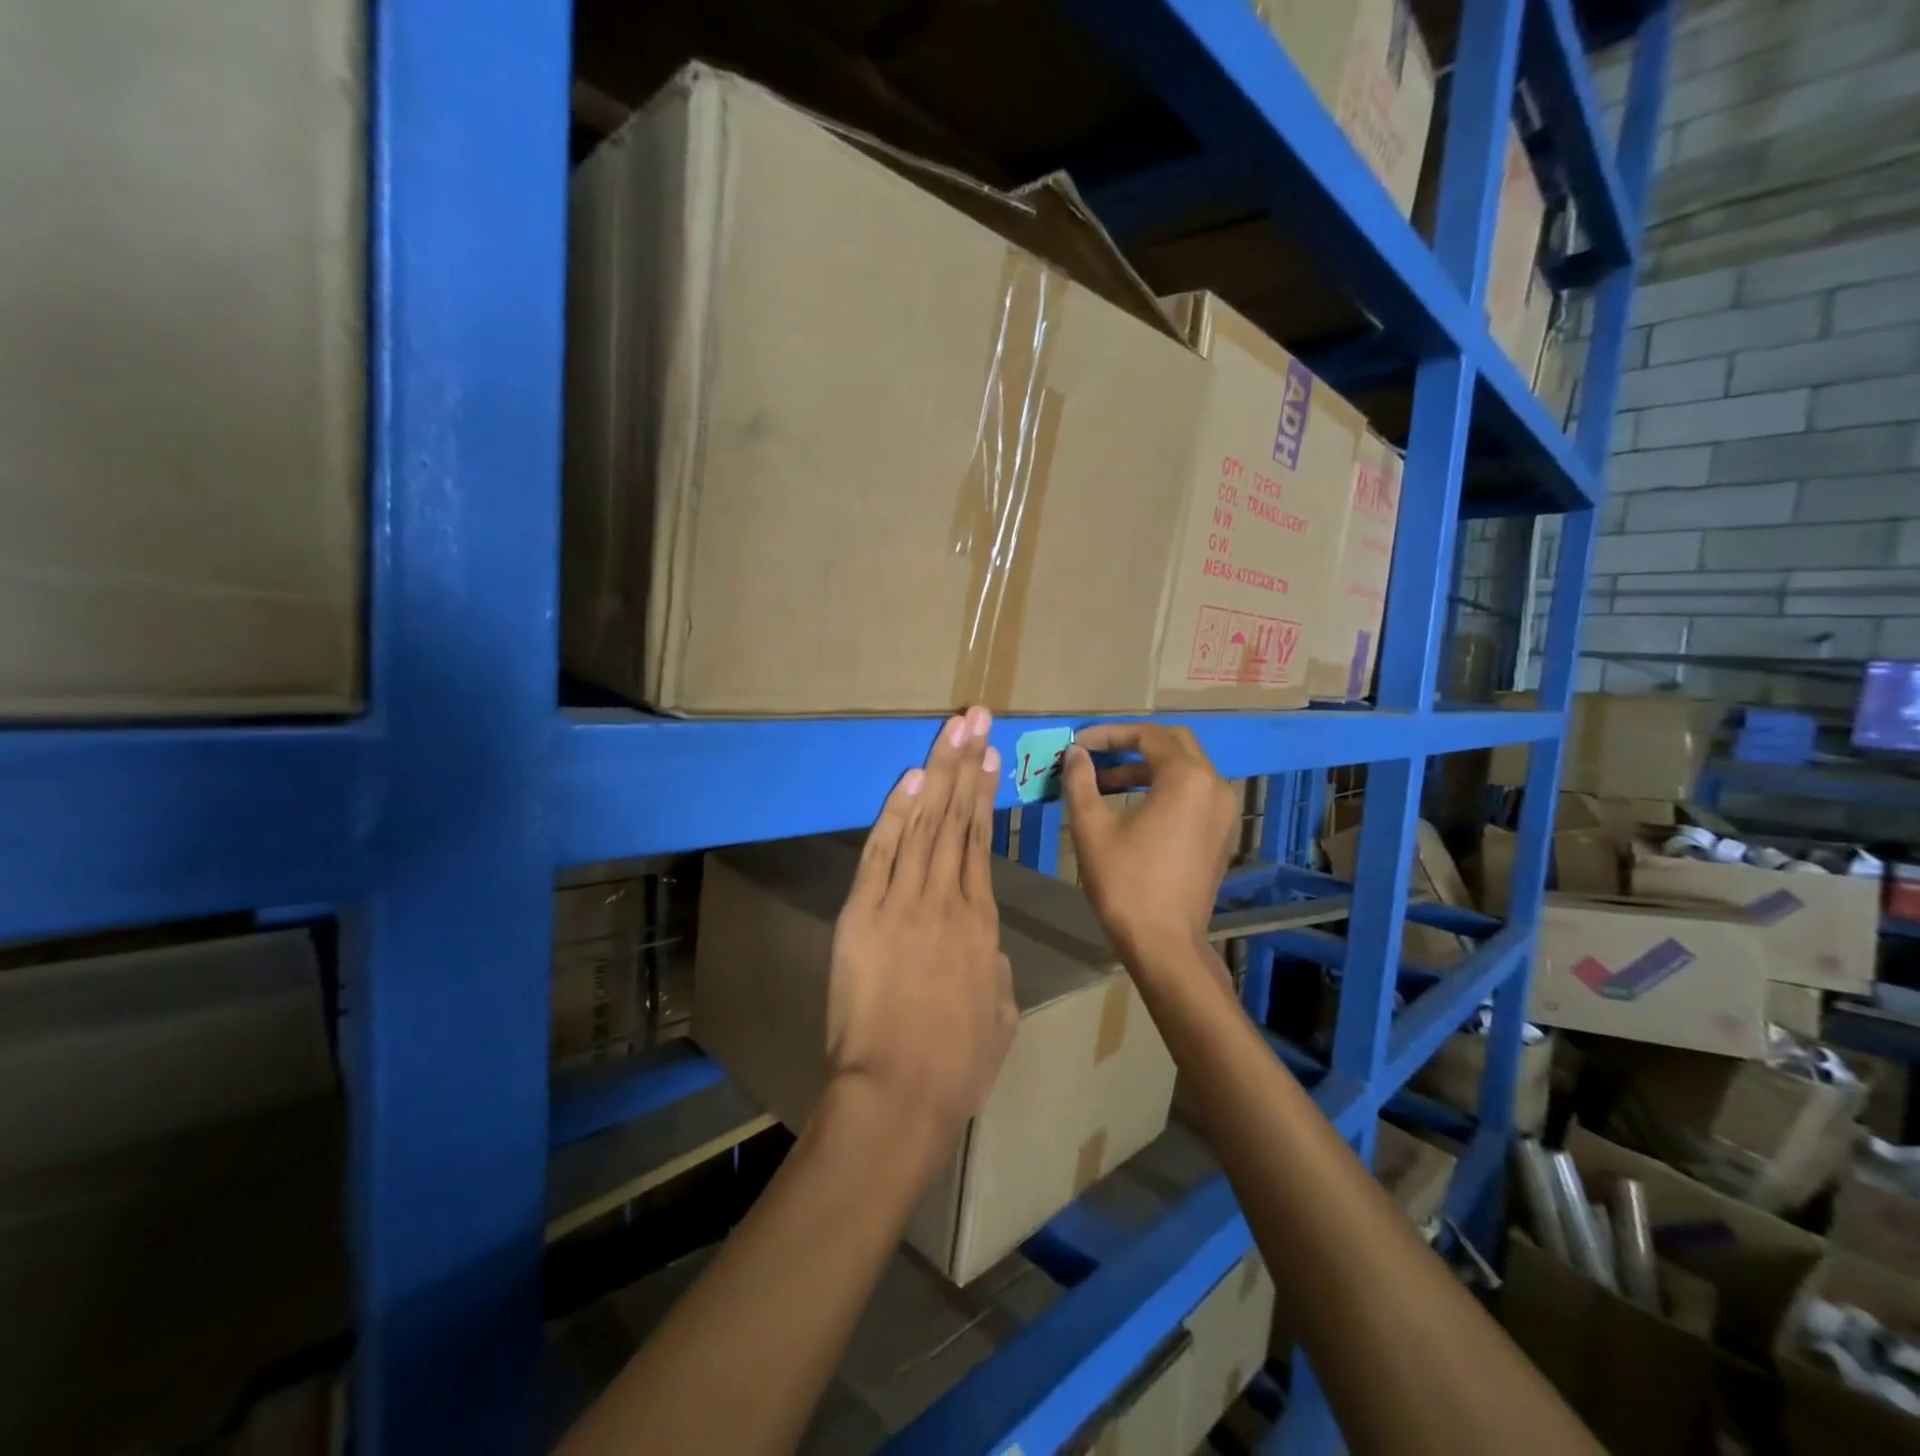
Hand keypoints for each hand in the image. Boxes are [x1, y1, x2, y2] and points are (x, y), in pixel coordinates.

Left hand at [826, 707, 1016, 1152]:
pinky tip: (909, 779)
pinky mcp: (864, 913)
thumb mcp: (1000, 1015)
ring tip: (950, 731)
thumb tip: (988, 948)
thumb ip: (996, 970)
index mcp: (981, 922)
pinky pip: (881, 853)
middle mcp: (946, 898)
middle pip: (956, 818)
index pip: (982, 842)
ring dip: (936, 773)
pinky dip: (895, 813)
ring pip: (923, 824)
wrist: (899, 1093)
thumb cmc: (956, 1066)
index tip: (989, 755)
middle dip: (965, 762)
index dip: (984, 794)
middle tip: (974, 718)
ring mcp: (902, 901)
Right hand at [1062, 723, 1239, 969]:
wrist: (1164, 944)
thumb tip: (1075, 754)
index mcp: (1186, 778)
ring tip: (1104, 782)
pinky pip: (1193, 793)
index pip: (1148, 734)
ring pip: (1185, 769)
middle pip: (1173, 743)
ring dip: (1145, 767)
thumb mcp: (1091, 828)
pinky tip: (1131, 806)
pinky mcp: (1220, 834)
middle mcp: (1214, 785)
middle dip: (1131, 744)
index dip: (1109, 734)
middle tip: (1095, 755)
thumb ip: (1081, 781)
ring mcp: (1223, 811)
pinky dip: (1163, 788)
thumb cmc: (1125, 882)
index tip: (1078, 744)